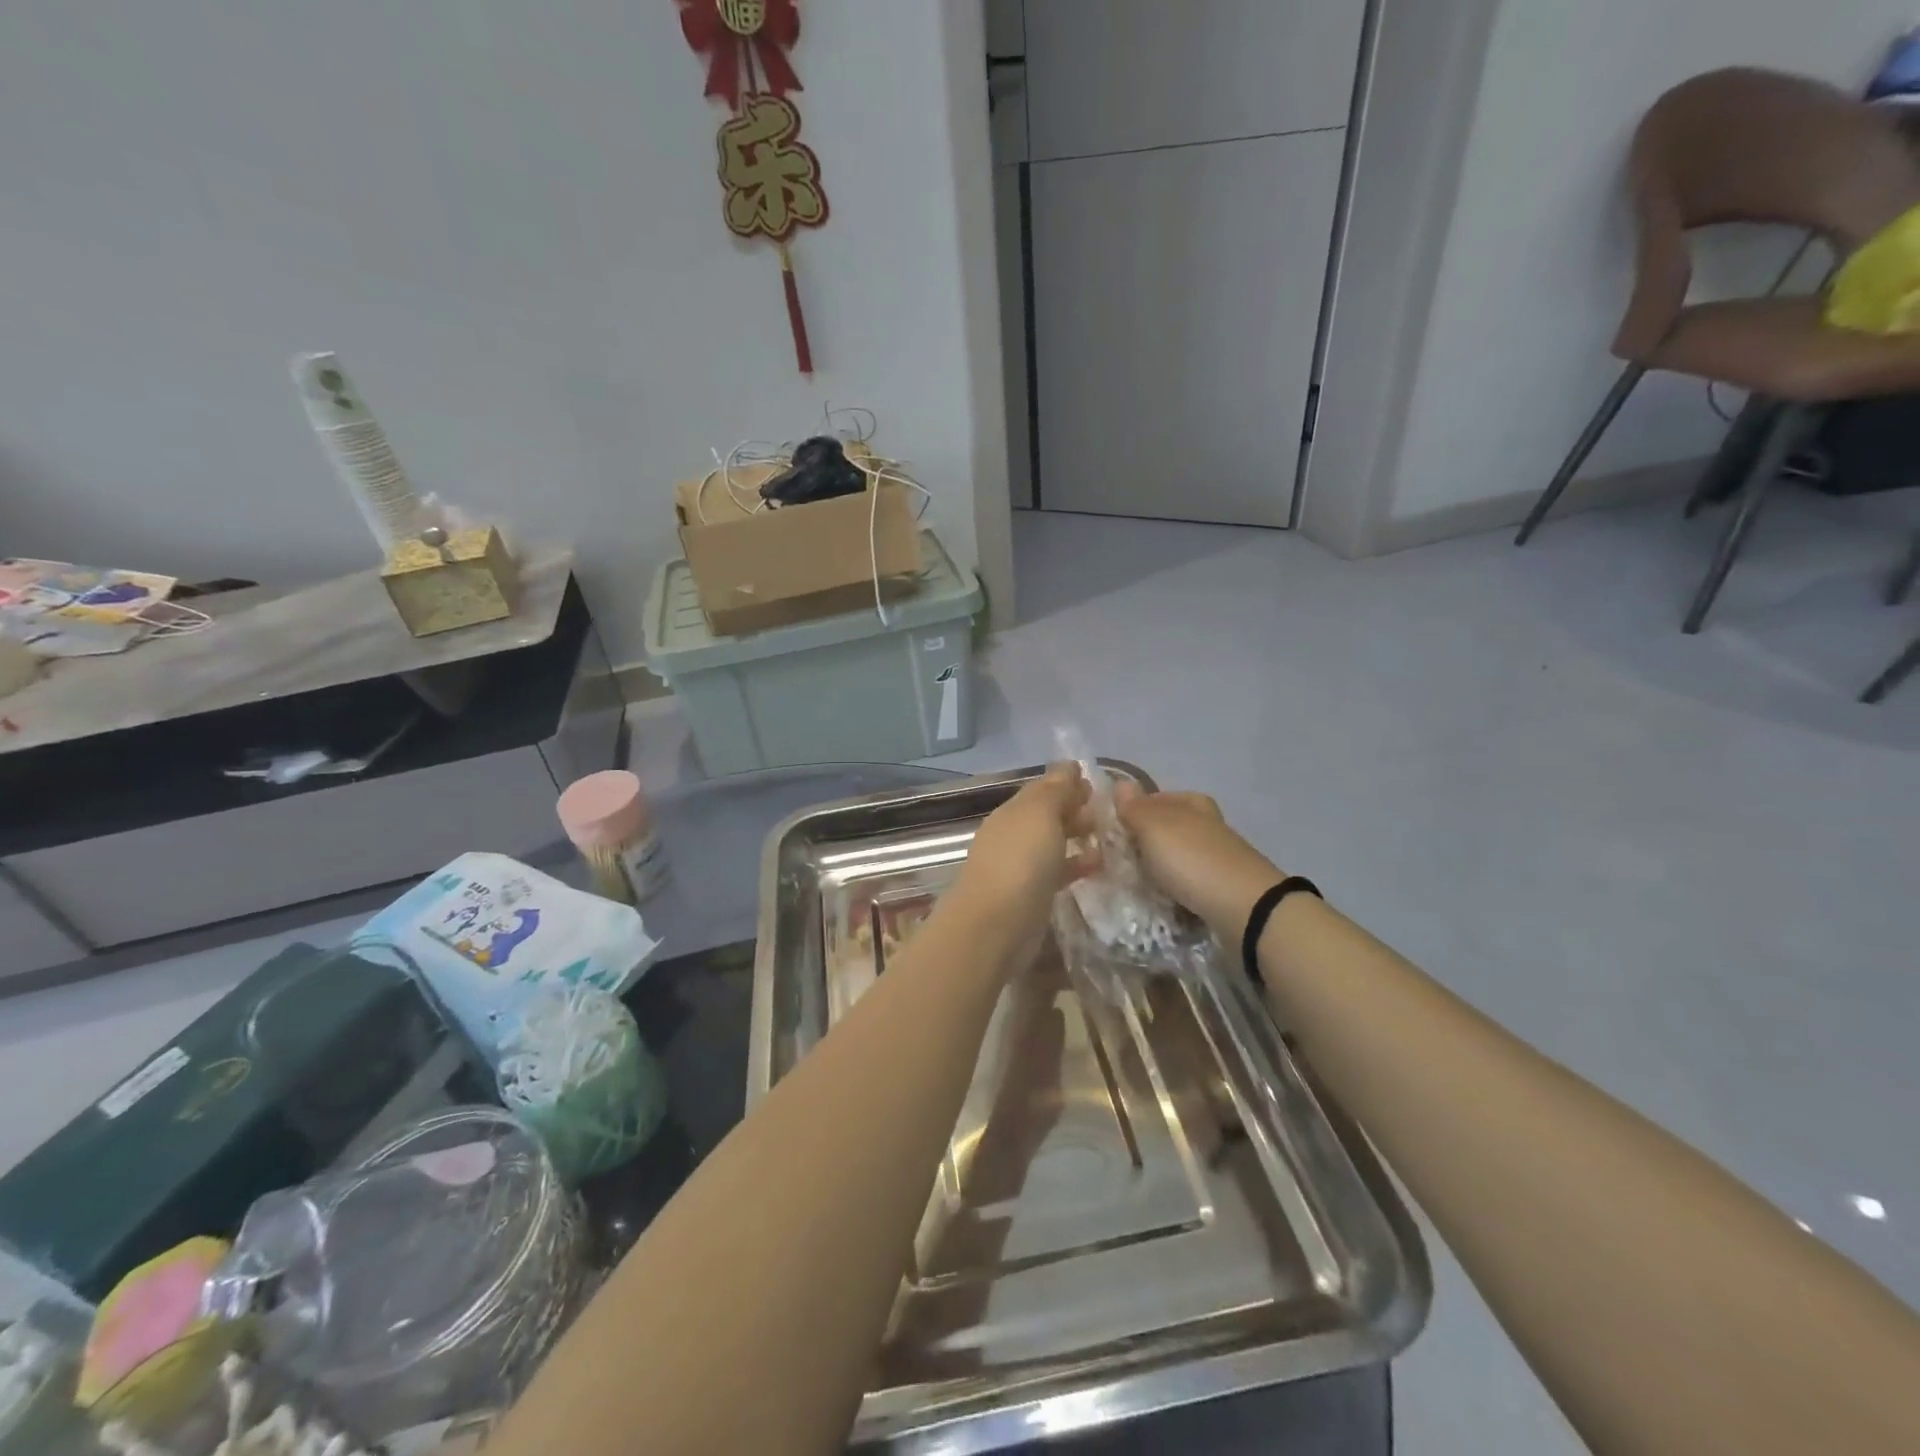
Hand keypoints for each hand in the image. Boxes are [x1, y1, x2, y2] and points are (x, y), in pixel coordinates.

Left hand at [949, 765, 1099, 959]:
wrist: (995, 925)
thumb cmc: (1020, 861)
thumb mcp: (1040, 815)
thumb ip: (1056, 789)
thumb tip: (1069, 765)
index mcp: (1012, 812)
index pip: (1041, 790)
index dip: (1066, 784)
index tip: (1096, 784)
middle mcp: (1012, 836)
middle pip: (1045, 816)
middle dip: (1073, 810)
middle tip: (1106, 812)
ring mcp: (1019, 867)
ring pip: (1051, 844)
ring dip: (1076, 837)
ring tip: (1109, 837)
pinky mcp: (1030, 897)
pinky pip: (1056, 872)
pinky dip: (1075, 865)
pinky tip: (1098, 867)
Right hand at [1113, 783, 1283, 938]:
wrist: (1245, 909)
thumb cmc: (1193, 860)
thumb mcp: (1155, 827)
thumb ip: (1135, 807)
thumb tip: (1120, 783)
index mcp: (1192, 803)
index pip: (1155, 798)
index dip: (1133, 812)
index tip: (1111, 832)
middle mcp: (1207, 825)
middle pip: (1166, 829)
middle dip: (1143, 843)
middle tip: (1117, 861)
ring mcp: (1216, 857)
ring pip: (1176, 857)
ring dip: (1157, 869)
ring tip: (1134, 884)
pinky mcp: (1221, 887)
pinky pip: (1187, 883)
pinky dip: (1173, 889)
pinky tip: (1160, 901)